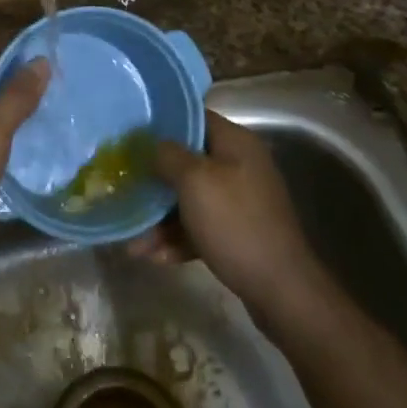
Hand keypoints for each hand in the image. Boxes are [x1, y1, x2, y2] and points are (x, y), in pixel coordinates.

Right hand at [129, 110, 322, 311]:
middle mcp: (239, 165)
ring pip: (190, 198)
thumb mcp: (195, 182)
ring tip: (134, 242)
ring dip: (161, 218)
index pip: (194, 118)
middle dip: (155, 179)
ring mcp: (240, 200)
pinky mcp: (238, 232)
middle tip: (125, 189)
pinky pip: (201, 226)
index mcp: (235, 143)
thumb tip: (152, 145)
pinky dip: (178, 238)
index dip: (162, 124)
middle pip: (188, 161)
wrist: (281, 289)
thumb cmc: (235, 223)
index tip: (131, 136)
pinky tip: (155, 257)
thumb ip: (168, 156)